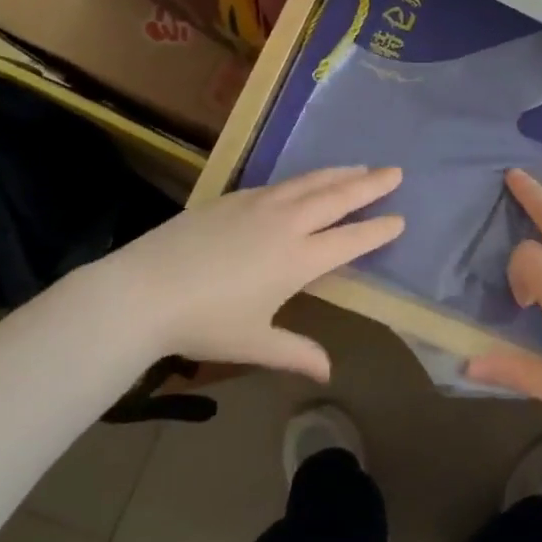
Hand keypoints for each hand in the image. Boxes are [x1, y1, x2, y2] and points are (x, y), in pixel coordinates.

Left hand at [91, 166, 404, 379]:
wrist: (142, 290)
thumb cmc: (203, 322)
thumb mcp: (254, 342)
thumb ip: (296, 353)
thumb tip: (328, 373)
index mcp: (297, 259)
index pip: (349, 240)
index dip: (377, 230)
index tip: (399, 219)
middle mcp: (285, 224)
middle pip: (337, 198)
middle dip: (370, 185)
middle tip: (395, 172)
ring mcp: (258, 205)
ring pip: (309, 182)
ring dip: (339, 174)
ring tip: (360, 167)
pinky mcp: (232, 198)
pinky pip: (280, 183)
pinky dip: (304, 178)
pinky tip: (305, 181)